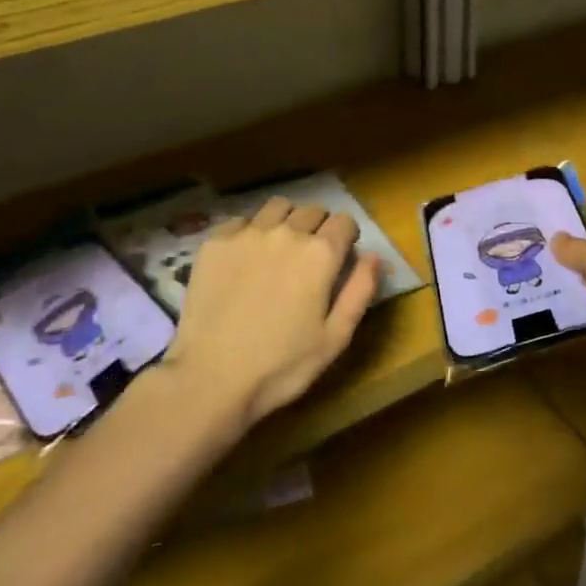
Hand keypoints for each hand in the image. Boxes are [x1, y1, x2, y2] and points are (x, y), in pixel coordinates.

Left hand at [166, 198, 382, 429]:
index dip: (347, 237)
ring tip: (279, 250)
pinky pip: (242, 221)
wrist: (210, 377)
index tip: (340, 257)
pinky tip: (244, 260)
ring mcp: (247, 233)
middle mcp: (286, 232)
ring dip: (286, 221)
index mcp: (320, 254)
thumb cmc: (281, 366)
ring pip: (278, 207)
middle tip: (309, 259)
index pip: (345, 221)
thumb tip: (374, 256)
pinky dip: (250, 232)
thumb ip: (360, 291)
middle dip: (318, 228)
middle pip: (313, 210)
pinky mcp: (215, 242)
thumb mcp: (335, 338)